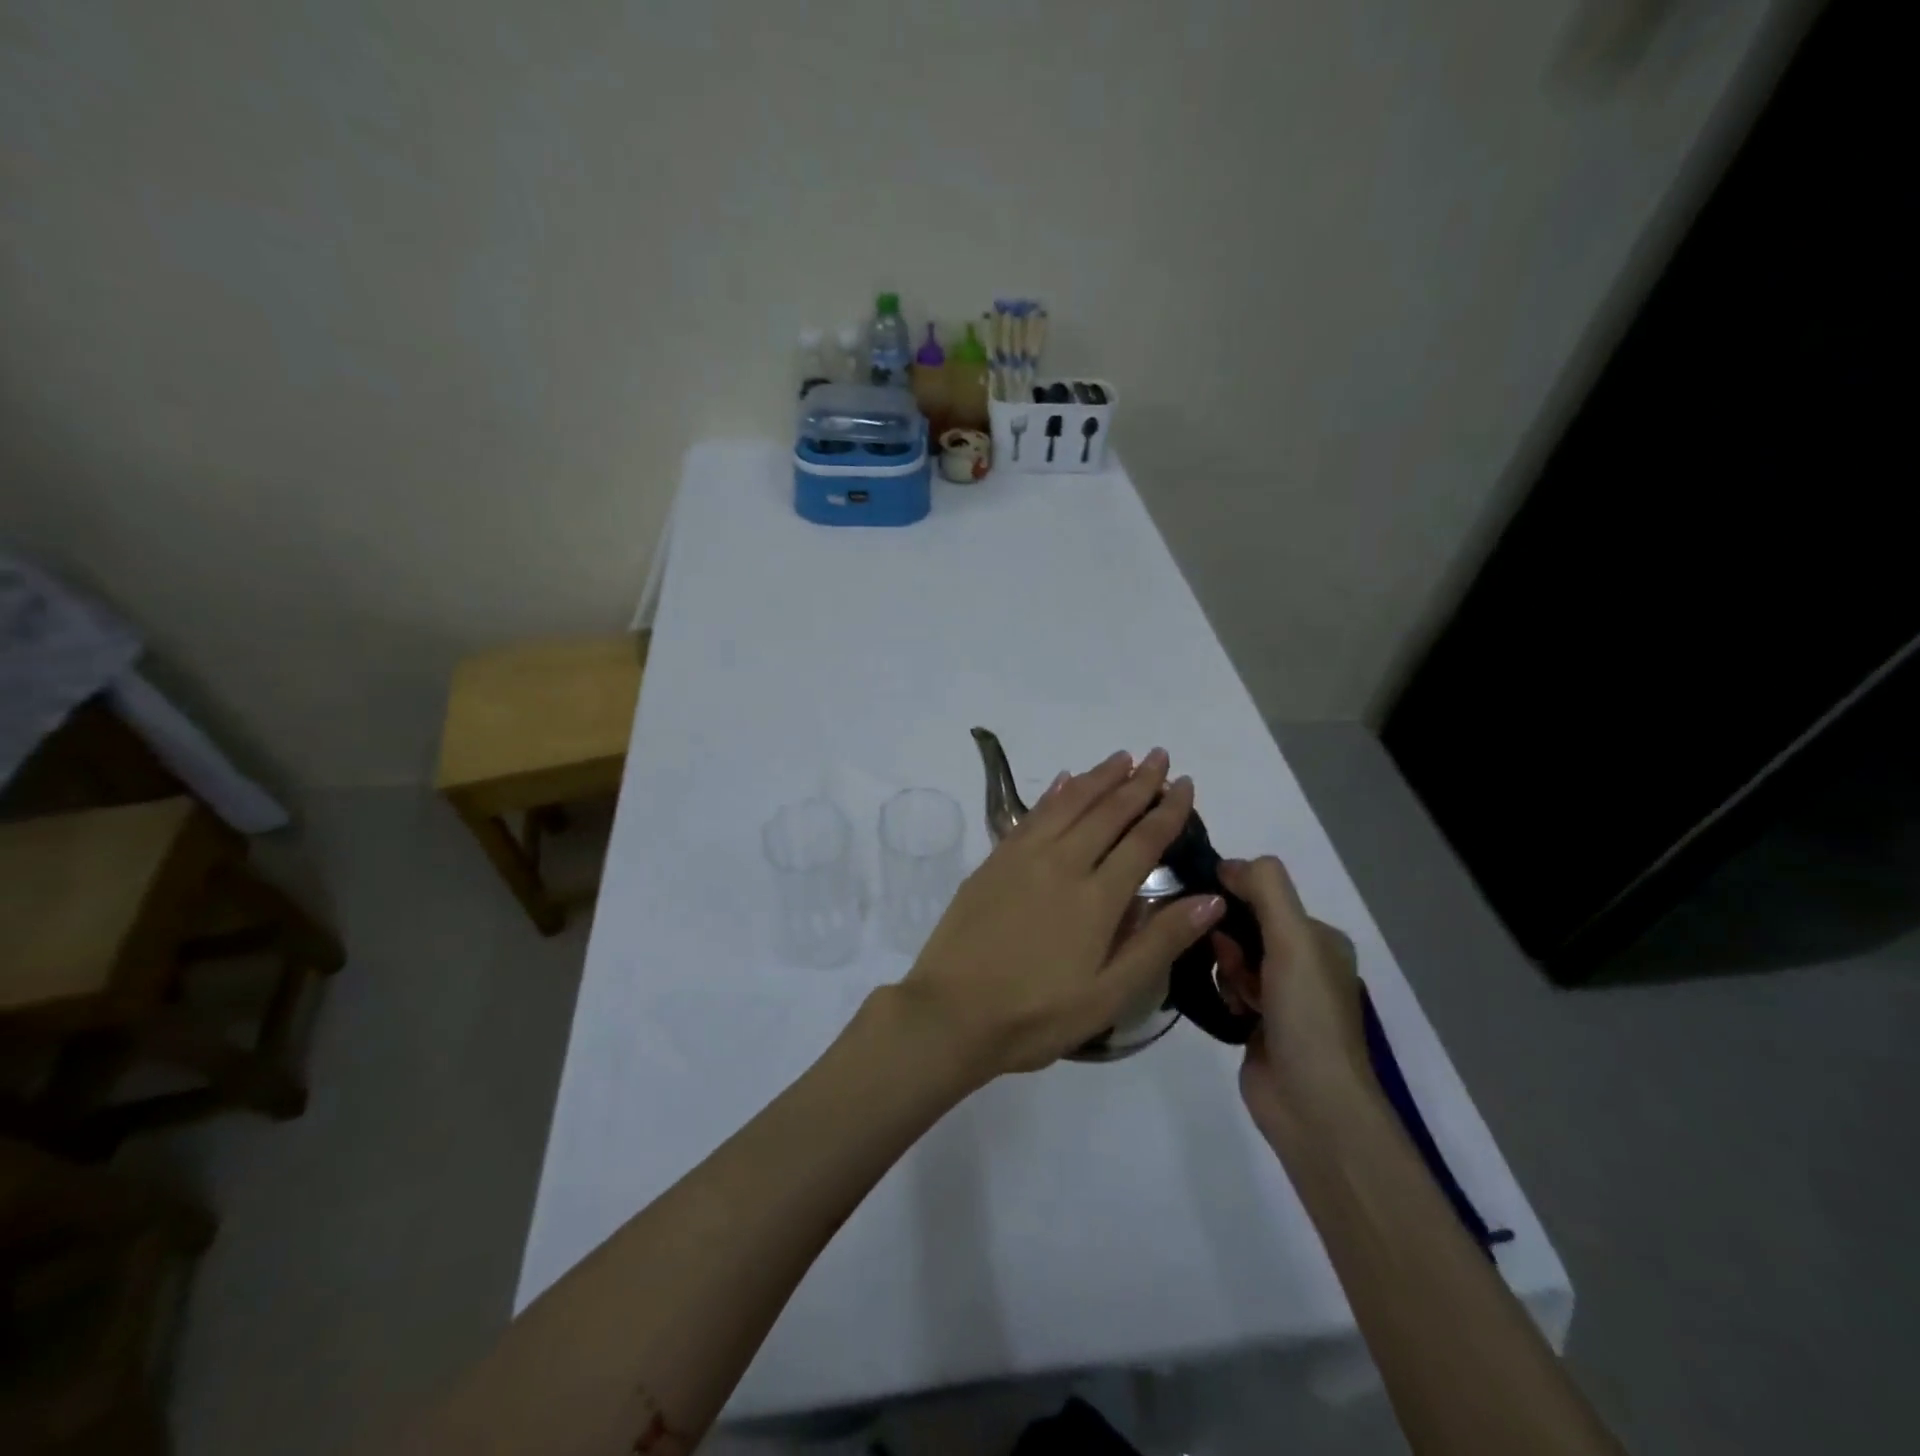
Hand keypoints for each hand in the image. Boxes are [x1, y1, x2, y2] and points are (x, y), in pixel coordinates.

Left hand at [897, 748, 1225, 1079]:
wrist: (951, 1012)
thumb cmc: (1036, 1014)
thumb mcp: (1109, 995)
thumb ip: (1159, 943)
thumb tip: (1210, 899)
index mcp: (1096, 898)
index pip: (1143, 841)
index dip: (1167, 810)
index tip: (1184, 783)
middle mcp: (1062, 864)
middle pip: (1107, 812)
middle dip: (1137, 782)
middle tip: (1158, 755)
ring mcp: (1023, 858)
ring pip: (1069, 804)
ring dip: (1098, 778)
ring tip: (1121, 758)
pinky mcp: (994, 861)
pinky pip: (1031, 815)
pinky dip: (1053, 794)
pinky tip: (1065, 781)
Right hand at [1212, 856, 1372, 1137]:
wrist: (1313, 1105)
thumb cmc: (1307, 1016)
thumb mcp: (1294, 940)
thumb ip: (1266, 890)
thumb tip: (1228, 864)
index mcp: (1320, 939)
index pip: (1266, 895)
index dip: (1236, 898)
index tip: (1214, 912)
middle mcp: (1302, 963)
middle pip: (1244, 926)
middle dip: (1230, 942)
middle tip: (1235, 967)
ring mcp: (1280, 996)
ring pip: (1231, 958)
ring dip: (1226, 971)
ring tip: (1237, 998)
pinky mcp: (1257, 1023)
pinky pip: (1225, 988)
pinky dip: (1222, 993)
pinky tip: (1229, 1010)